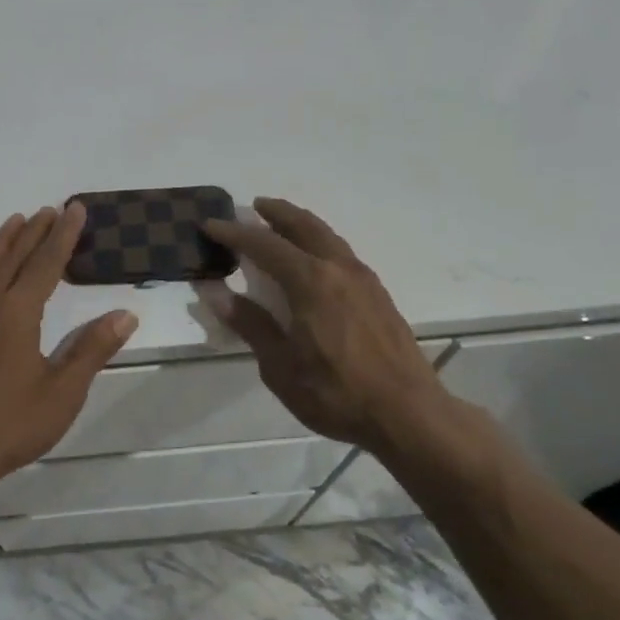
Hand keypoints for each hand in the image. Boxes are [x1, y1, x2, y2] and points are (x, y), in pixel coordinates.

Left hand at [0, 204, 138, 489]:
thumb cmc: (11, 425)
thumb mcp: (63, 392)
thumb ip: (92, 349)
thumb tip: (125, 314)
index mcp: (19, 314)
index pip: (47, 264)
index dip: (63, 236)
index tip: (74, 209)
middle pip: (14, 259)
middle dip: (34, 233)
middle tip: (50, 209)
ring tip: (14, 221)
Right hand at [203, 198, 458, 455]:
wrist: (408, 414)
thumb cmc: (336, 393)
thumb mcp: (280, 366)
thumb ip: (251, 325)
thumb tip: (216, 293)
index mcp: (310, 282)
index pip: (264, 245)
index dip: (234, 233)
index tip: (210, 225)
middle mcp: (338, 269)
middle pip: (303, 226)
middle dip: (276, 213)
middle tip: (255, 206)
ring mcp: (363, 279)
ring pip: (327, 236)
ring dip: (301, 224)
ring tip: (282, 225)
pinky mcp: (378, 294)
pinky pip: (342, 252)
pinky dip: (320, 242)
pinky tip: (314, 260)